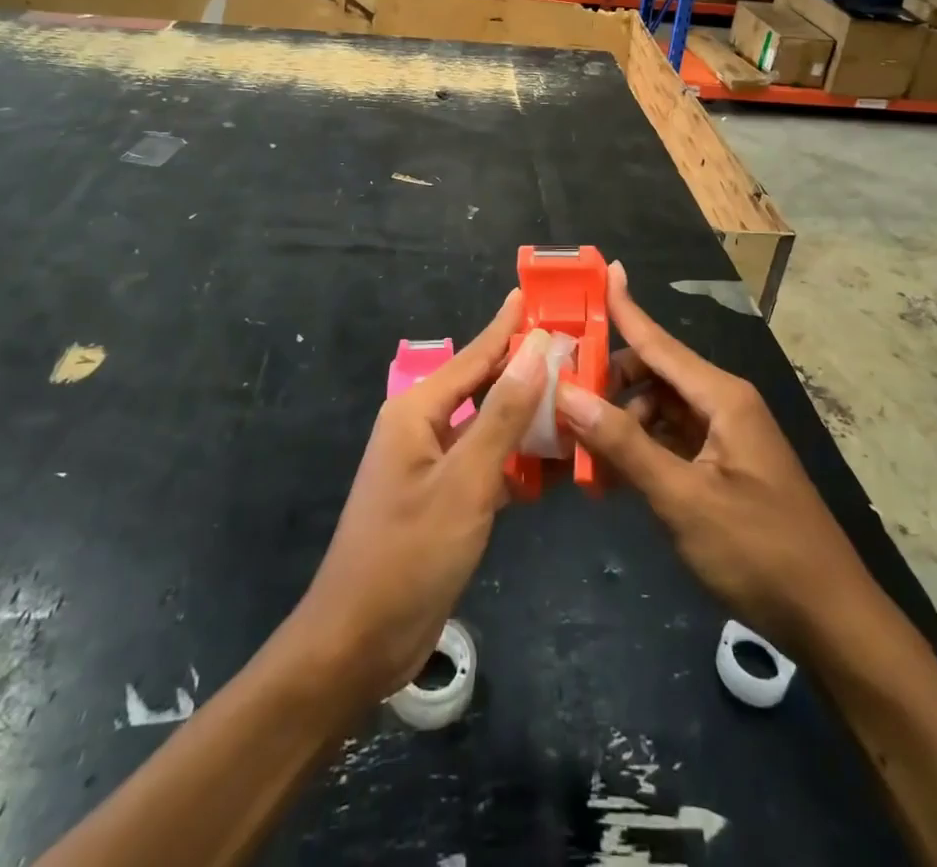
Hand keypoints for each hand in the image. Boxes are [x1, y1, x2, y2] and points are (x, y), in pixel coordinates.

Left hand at [288, 291, 549, 706]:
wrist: (359, 641)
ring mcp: (433, 465)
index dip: (507, 326)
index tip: (534, 295)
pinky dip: (519, 460)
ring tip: (578, 399)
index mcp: (418, 410)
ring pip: (490, 426)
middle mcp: (423, 427)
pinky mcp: (444, 498)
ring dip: (529, 417)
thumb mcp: (465, 481)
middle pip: (484, 386)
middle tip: (576, 349)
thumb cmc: (410, 553)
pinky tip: (557, 461)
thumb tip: (536, 351)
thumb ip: (503, 415)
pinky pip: (488, 463)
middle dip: (526, 368)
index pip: (474, 355)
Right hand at [555, 262, 873, 656]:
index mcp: (722, 397)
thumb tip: (568, 393)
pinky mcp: (721, 465)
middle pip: (653, 374)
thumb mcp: (683, 498)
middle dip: (608, 383)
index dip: (625, 307)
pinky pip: (669, 440)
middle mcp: (722, 404)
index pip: (659, 342)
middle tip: (559, 397)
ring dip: (619, 423)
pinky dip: (639, 449)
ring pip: (657, 409)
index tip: (599, 269)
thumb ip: (624, 445)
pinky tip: (607, 473)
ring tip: (577, 447)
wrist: (828, 617)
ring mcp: (723, 436)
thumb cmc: (758, 550)